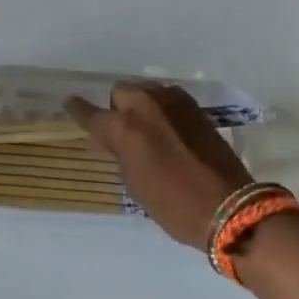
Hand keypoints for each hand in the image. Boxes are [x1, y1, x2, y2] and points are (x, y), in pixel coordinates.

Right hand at [65, 83, 251, 247]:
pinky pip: (167, 99)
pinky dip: (162, 110)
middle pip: (121, 92)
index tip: (70, 103)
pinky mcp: (195, 107)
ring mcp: (173, 102)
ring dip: (141, 106)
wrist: (228, 206)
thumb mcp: (135, 184)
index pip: (91, 113)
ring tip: (148, 130)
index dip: (78, 109)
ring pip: (146, 92)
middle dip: (118, 109)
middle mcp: (146, 105)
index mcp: (125, 127)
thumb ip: (120, 153)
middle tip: (124, 133)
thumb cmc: (173, 204)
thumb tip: (114, 139)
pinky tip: (168, 130)